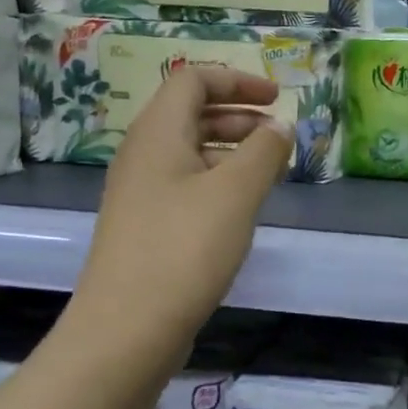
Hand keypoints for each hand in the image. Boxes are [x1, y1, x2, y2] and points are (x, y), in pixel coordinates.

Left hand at [69, 67, 293, 375]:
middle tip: (277, 136)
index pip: (193, 80)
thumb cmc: (184, 249)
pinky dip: (218, 183)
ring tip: (269, 173)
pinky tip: (241, 210)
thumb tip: (280, 126)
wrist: (127, 328)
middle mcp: (142, 155)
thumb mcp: (236, 193)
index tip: (276, 98)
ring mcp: (140, 194)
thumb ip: (264, 151)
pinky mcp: (145, 227)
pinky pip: (185, 187)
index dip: (237, 80)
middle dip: (238, 116)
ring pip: (190, 153)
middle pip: (190, 114)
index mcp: (157, 133)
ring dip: (231, 151)